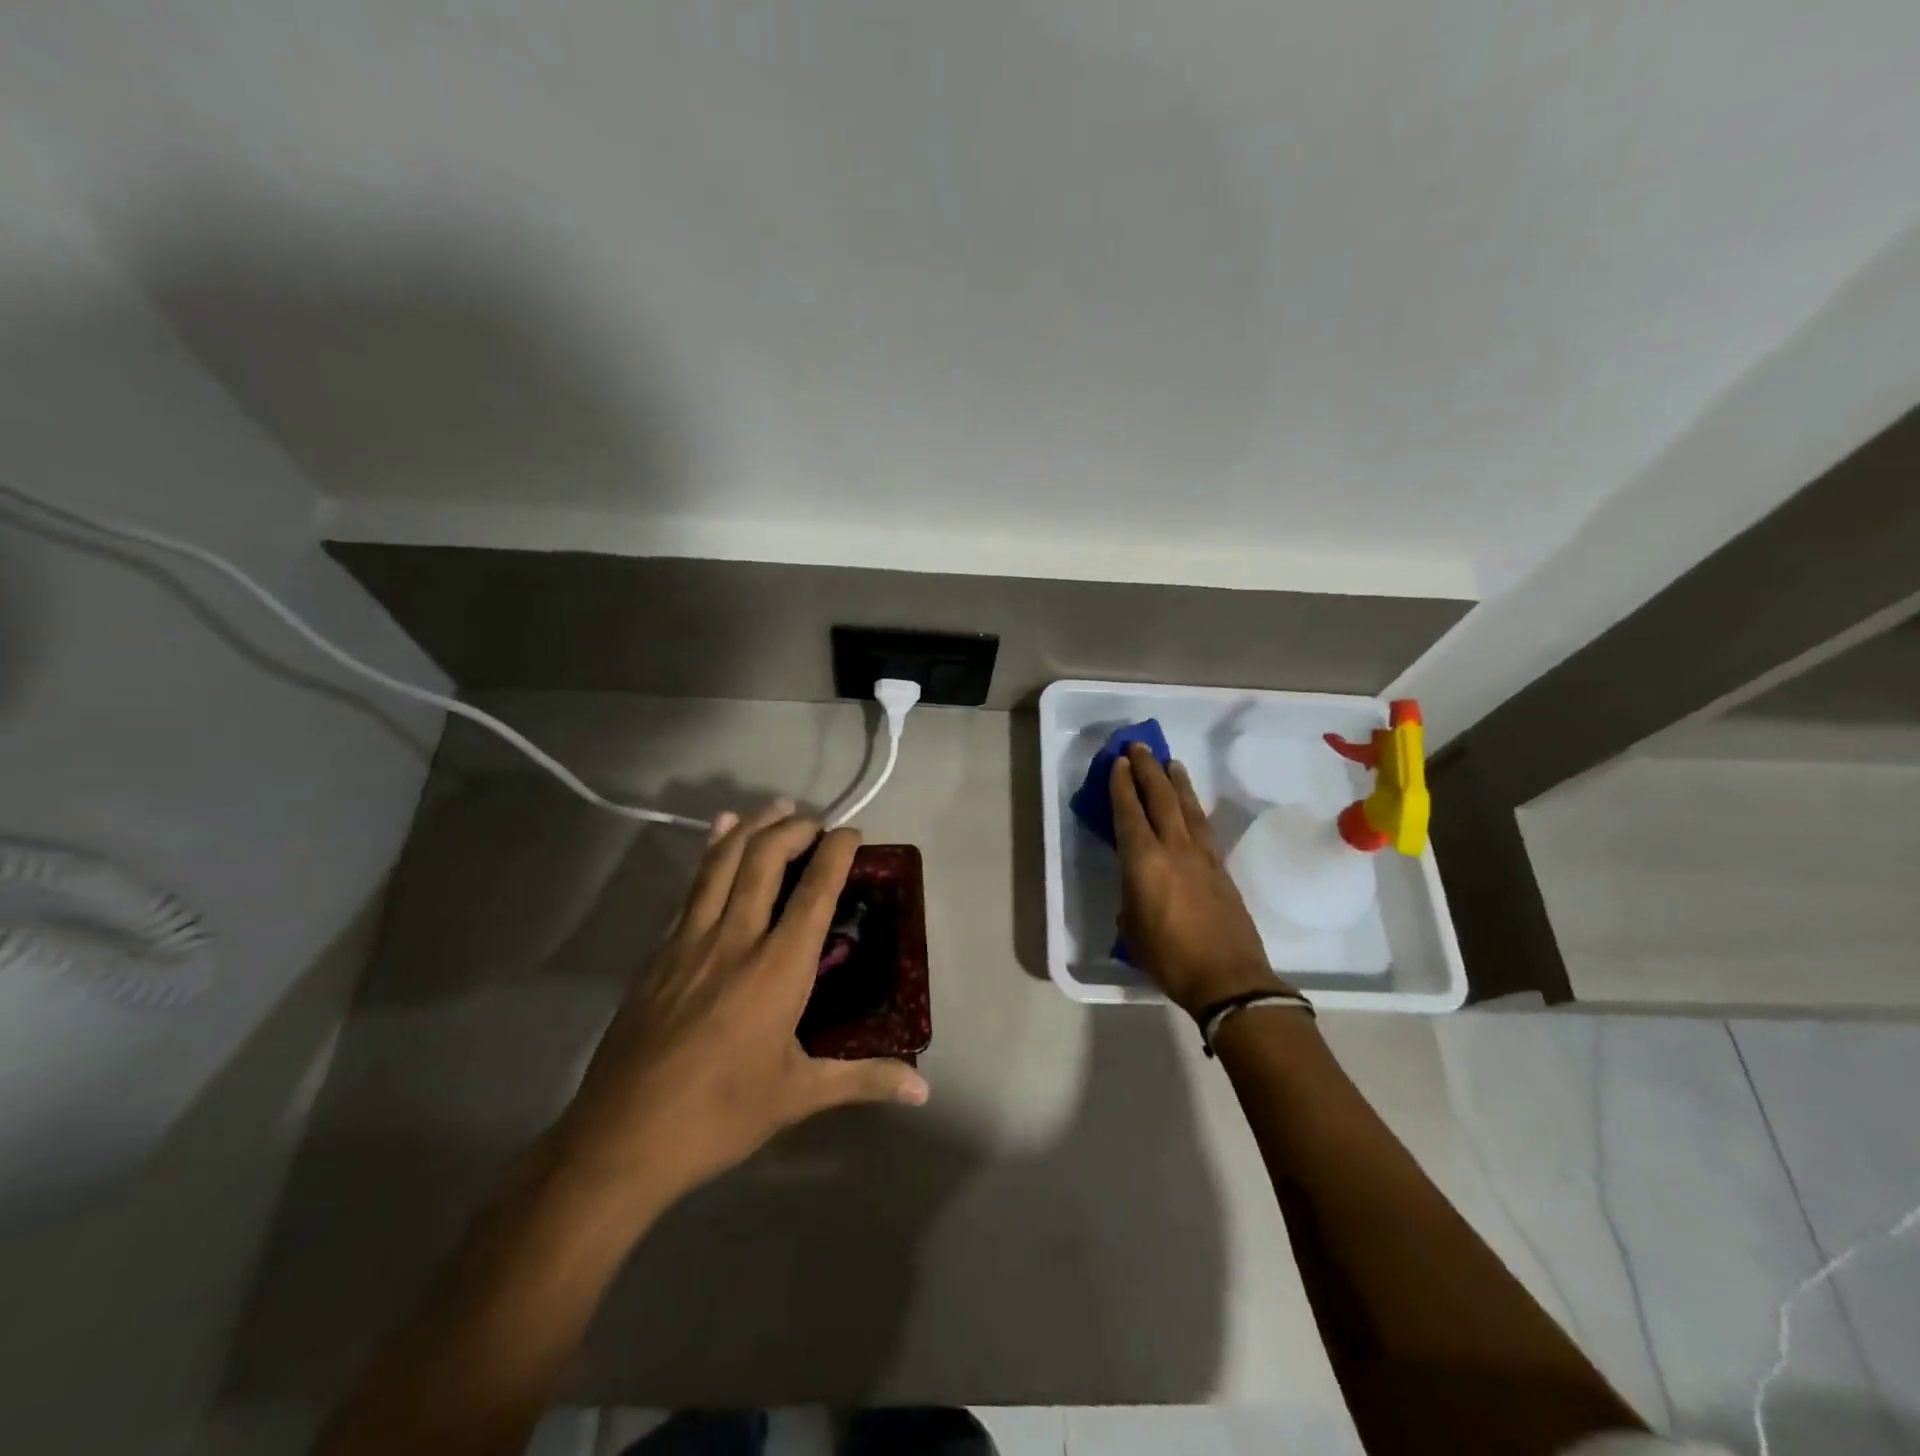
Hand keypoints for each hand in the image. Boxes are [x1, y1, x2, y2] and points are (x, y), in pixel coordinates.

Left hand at [553, 801, 928, 1210]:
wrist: (621, 1138)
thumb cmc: (720, 1115)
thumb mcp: (799, 1097)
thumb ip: (864, 1079)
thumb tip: (922, 1088)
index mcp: (777, 969)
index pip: (815, 892)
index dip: (836, 853)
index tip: (853, 833)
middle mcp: (735, 940)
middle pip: (764, 860)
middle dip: (793, 829)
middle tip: (814, 821)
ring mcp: (690, 940)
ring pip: (722, 863)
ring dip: (751, 827)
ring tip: (774, 806)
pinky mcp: (659, 952)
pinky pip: (691, 887)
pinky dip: (709, 853)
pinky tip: (717, 836)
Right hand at [1111, 745, 1293, 1018]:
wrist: (1229, 979)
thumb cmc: (1169, 958)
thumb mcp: (1132, 930)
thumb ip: (1130, 898)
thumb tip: (1136, 888)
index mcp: (1144, 862)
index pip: (1129, 813)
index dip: (1122, 785)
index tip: (1118, 762)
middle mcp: (1174, 849)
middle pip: (1160, 798)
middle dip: (1148, 770)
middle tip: (1139, 747)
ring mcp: (1202, 856)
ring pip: (1187, 807)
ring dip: (1177, 781)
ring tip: (1170, 762)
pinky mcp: (1221, 868)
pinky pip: (1202, 826)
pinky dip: (1193, 807)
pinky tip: (1191, 804)